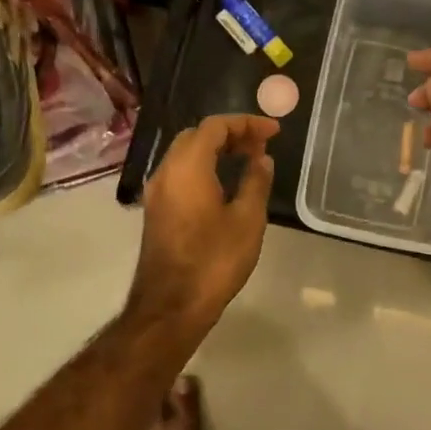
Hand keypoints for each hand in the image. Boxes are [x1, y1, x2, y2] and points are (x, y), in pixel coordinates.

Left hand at [130, 114, 278, 328]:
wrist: (171, 306)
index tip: (274, 131)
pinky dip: (203, 167)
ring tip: (248, 160)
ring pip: (185, 154)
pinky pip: (180, 173)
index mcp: (187, 166)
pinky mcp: (156, 210)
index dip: (246, 123)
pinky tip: (225, 183)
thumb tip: (262, 159)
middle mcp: (166, 171)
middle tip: (260, 145)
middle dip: (230, 134)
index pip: (215, 127)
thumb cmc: (214, 260)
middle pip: (197, 135)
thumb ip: (256, 182)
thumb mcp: (247, 220)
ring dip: (216, 150)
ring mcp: (157, 192)